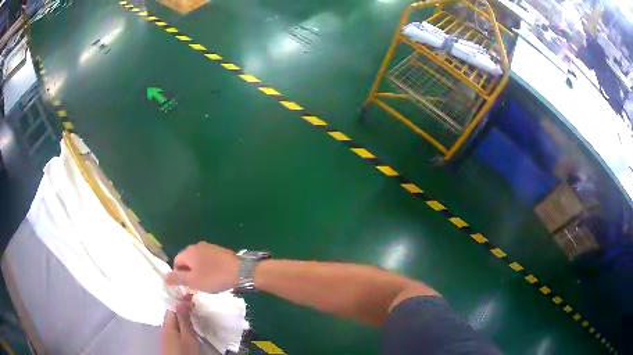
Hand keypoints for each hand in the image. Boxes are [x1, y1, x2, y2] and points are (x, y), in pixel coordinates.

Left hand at [162, 295, 199, 354]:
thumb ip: (184, 320)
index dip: (181, 300)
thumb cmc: (185, 352)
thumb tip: (181, 301)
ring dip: (182, 315)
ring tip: (194, 313)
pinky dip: (182, 322)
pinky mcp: (170, 340)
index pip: (172, 306)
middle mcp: (165, 326)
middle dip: (182, 306)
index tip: (192, 295)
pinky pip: (175, 326)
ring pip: (174, 320)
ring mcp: (167, 334)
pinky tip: (189, 325)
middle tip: (195, 304)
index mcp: (168, 323)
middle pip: (172, 312)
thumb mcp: (188, 337)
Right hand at [165, 242, 239, 292]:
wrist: (241, 271)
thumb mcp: (193, 281)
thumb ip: (177, 279)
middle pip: (187, 261)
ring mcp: (209, 247)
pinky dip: (208, 269)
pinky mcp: (220, 251)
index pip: (176, 262)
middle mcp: (197, 246)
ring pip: (198, 261)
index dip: (179, 276)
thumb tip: (164, 277)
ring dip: (199, 272)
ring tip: (206, 284)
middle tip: (196, 287)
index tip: (186, 287)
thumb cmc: (214, 277)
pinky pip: (208, 260)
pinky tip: (215, 278)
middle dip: (189, 274)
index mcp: (189, 251)